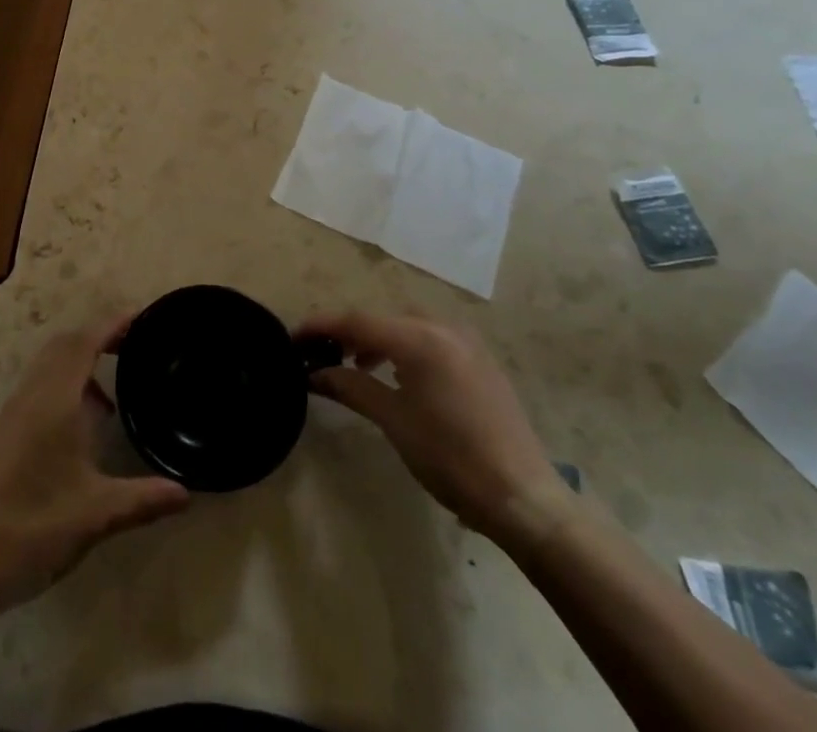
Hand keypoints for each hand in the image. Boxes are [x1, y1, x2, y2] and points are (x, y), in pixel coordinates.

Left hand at [0, 311, 189, 612]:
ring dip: (79, 361)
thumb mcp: (96, 515)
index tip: (142, 317)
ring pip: (48, 364)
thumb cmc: (33, 530)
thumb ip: (143, 499)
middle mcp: (31, 395)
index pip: (84, 342)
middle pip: (65, 344)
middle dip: (98, 336)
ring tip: (112, 392)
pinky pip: (38, 385)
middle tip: (133, 347)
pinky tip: (80, 424)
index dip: (113, 324)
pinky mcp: (4, 431)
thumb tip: (186, 493)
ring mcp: (13, 412)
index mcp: (54, 401)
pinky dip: (64, 383)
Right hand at [300, 310, 568, 547]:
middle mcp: (443, 327)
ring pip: (407, 325)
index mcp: (420, 338)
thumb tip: (313, 373)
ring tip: (359, 365)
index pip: (357, 321)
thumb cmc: (451, 458)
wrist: (523, 498)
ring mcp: (466, 341)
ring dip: (378, 339)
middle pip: (382, 318)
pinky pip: (431, 338)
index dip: (321, 326)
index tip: (293, 337)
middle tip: (323, 355)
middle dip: (349, 332)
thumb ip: (351, 386)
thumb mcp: (393, 421)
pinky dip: (406, 347)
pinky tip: (400, 376)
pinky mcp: (480, 360)